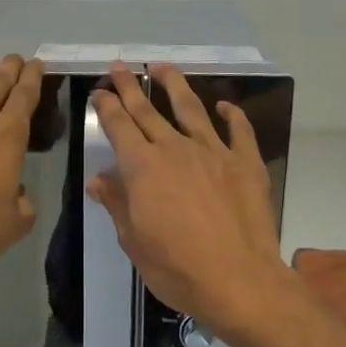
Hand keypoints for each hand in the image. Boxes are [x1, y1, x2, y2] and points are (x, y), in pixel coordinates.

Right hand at [88, 63, 293, 343]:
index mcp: (143, 167)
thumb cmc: (176, 268)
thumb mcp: (133, 241)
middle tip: (120, 67)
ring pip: (190, 109)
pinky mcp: (246, 163)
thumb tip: (99, 180)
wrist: (238, 280)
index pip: (119, 126)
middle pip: (149, 110)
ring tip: (163, 66)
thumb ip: (118, 204)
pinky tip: (224, 106)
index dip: (107, 106)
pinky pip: (238, 130)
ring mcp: (214, 152)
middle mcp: (176, 149)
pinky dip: (231, 114)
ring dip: (175, 85)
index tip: (99, 91)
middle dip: (131, 87)